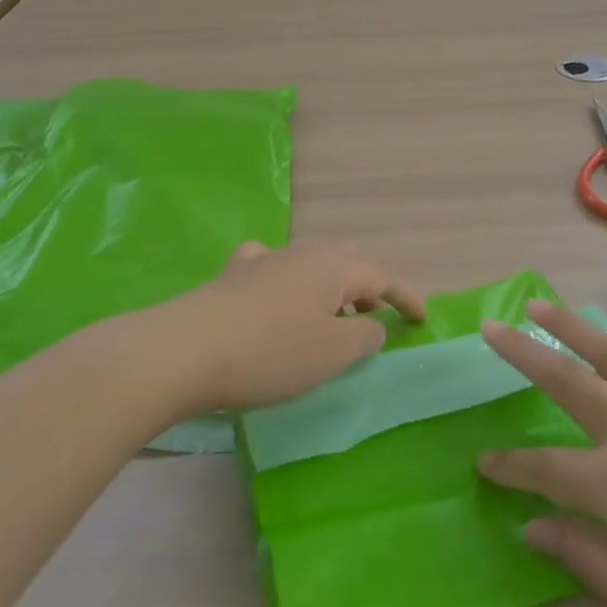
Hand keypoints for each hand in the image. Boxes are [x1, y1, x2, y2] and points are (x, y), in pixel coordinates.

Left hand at [147, 240, 424, 412]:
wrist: (185, 350)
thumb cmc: (271, 352)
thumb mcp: (332, 353)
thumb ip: (364, 336)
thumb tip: (371, 325)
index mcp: (333, 266)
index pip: (382, 276)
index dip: (405, 297)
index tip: (422, 319)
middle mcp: (302, 253)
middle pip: (347, 264)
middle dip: (366, 289)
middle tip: (376, 320)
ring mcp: (264, 261)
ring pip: (310, 266)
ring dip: (329, 289)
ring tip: (330, 318)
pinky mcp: (233, 277)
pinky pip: (272, 269)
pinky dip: (286, 282)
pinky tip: (274, 294)